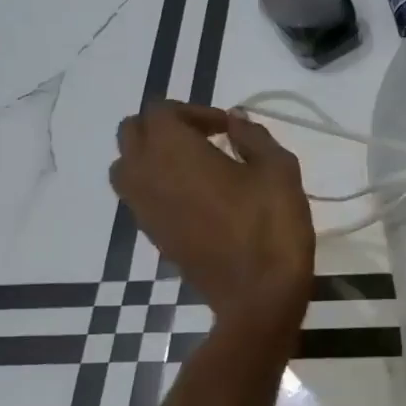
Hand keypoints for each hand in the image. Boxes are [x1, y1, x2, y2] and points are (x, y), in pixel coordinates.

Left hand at [109, 103, 313, 329]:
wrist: (257, 294)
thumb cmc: (271, 224)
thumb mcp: (278, 169)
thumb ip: (253, 137)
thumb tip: (235, 121)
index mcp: (174, 151)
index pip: (161, 111)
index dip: (194, 110)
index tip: (227, 128)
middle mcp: (146, 174)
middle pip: (132, 133)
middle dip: (165, 127)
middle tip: (206, 138)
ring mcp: (144, 209)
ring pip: (127, 166)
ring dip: (154, 156)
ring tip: (196, 166)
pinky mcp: (152, 235)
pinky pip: (139, 196)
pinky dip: (158, 184)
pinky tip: (197, 197)